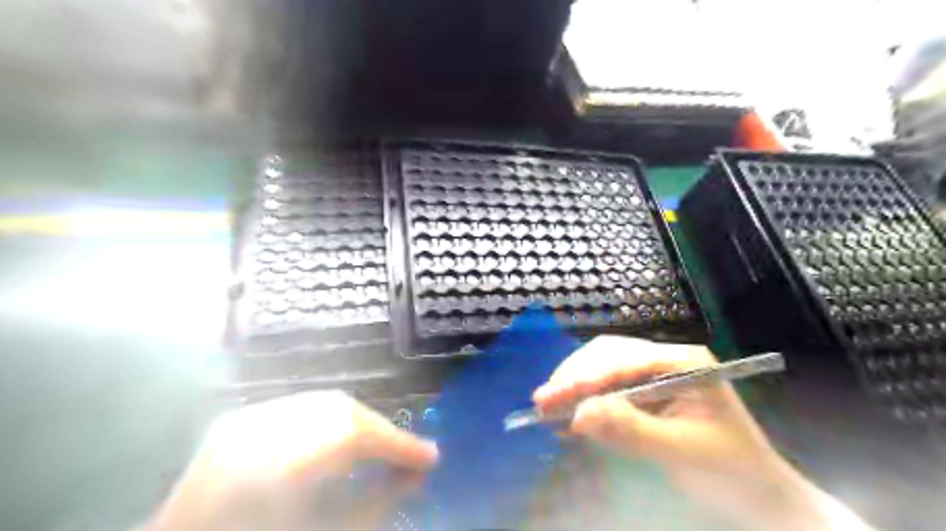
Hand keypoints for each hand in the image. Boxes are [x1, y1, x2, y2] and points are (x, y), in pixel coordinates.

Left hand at [146, 389, 437, 529]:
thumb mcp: (326, 528)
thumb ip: (375, 503)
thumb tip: (419, 475)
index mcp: (278, 465)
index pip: (357, 435)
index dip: (399, 443)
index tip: (431, 457)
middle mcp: (259, 431)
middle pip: (342, 410)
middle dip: (379, 431)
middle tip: (402, 454)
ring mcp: (244, 421)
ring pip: (323, 403)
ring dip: (357, 424)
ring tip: (374, 449)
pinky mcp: (237, 420)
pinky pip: (299, 408)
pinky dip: (328, 421)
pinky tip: (334, 444)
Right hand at [531, 338, 870, 527]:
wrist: (758, 499)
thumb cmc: (731, 472)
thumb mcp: (682, 451)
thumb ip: (631, 430)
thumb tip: (579, 414)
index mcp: (683, 362)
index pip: (623, 359)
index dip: (585, 376)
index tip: (552, 396)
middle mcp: (665, 361)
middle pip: (607, 357)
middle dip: (574, 378)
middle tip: (542, 401)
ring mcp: (653, 377)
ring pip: (602, 372)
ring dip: (575, 390)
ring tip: (547, 409)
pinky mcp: (644, 397)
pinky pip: (608, 393)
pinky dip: (585, 406)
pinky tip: (567, 420)